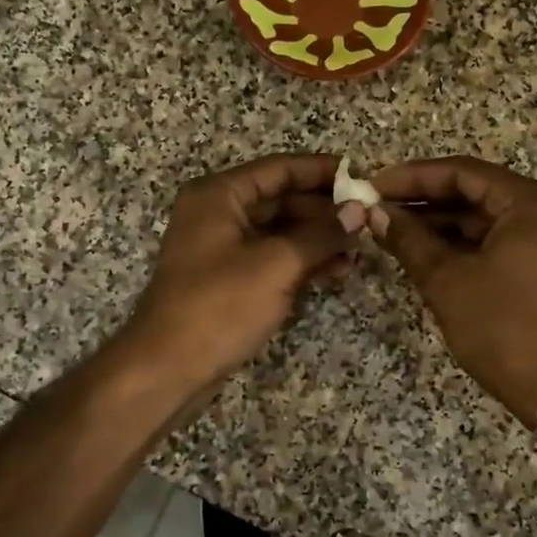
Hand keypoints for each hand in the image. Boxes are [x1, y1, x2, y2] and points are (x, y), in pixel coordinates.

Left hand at [122, 154, 365, 396]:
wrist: (168, 368)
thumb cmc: (219, 306)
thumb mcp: (276, 265)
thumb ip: (321, 234)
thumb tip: (359, 212)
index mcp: (220, 195)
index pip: (280, 169)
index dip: (322, 171)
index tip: (362, 177)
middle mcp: (218, 213)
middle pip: (281, 198)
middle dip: (324, 210)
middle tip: (368, 219)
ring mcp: (222, 247)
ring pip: (280, 231)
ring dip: (318, 238)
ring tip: (359, 251)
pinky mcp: (229, 278)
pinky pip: (272, 257)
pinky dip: (302, 261)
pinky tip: (336, 271)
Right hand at [370, 157, 536, 427]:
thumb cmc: (504, 327)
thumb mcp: (448, 280)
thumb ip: (409, 239)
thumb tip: (374, 213)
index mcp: (533, 202)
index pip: (463, 173)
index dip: (413, 177)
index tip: (373, 186)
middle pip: (474, 193)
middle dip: (423, 202)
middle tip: (376, 209)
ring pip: (482, 220)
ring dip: (438, 225)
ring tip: (389, 230)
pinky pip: (495, 241)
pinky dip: (459, 245)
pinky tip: (421, 250)